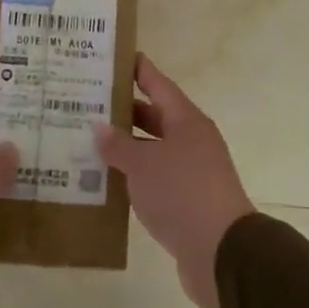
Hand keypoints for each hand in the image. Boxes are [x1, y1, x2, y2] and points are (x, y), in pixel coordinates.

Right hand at [94, 55, 254, 307]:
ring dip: (126, 146)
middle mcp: (192, 142)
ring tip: (88, 139)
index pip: (159, 85)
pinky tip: (105, 180)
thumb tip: (100, 127)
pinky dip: (132, 175)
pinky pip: (154, 178)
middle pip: (156, 117)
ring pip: (153, 150)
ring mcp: (190, 172)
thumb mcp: (144, 164)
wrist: (220, 250)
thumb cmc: (182, 193)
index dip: (140, 70)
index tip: (118, 57)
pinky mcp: (185, 201)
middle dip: (125, 110)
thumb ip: (119, 145)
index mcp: (187, 122)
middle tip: (89, 101)